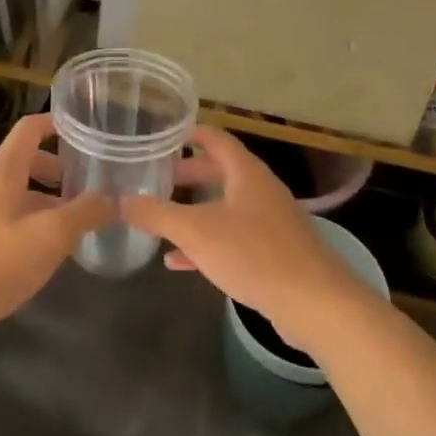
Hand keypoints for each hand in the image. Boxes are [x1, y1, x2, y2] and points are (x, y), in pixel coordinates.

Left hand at [0, 113, 108, 336]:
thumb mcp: (52, 236)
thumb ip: (85, 212)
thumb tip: (114, 198)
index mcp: (2, 167)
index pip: (31, 128)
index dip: (56, 123)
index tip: (82, 131)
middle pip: (23, 160)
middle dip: (55, 170)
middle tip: (84, 186)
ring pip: (11, 189)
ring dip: (40, 198)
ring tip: (67, 222)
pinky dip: (22, 217)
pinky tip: (37, 248)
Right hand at [120, 126, 375, 351]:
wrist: (315, 302)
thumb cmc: (254, 254)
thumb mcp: (196, 232)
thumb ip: (157, 215)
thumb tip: (120, 201)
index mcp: (246, 173)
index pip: (216, 138)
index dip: (190, 133)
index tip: (163, 135)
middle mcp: (260, 190)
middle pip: (220, 171)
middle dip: (189, 174)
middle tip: (158, 177)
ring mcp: (270, 222)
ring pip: (225, 206)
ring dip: (196, 209)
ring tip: (163, 217)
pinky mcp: (274, 253)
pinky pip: (233, 238)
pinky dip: (207, 242)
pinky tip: (180, 261)